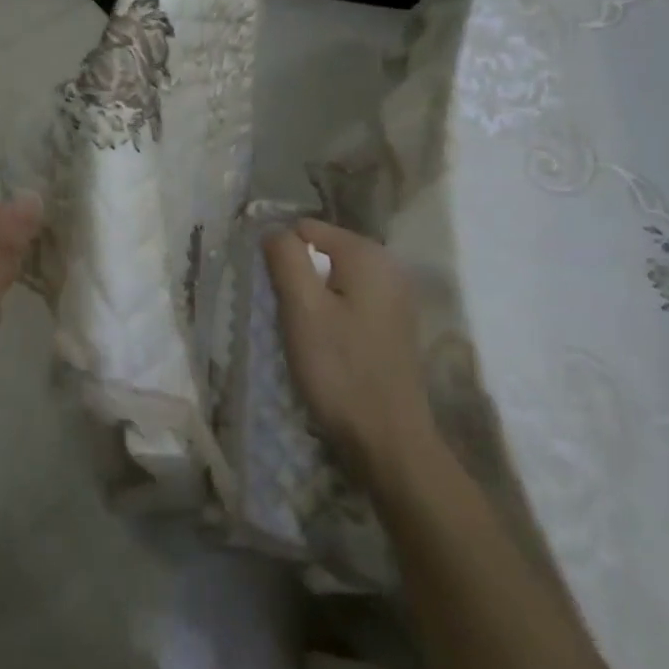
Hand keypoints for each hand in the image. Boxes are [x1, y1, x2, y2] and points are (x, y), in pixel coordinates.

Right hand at [263, 219, 436, 468]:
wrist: (387, 439)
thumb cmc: (340, 369)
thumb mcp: (301, 308)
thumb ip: (285, 258)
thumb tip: (273, 228)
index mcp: (368, 255)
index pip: (307, 228)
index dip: (282, 254)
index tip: (272, 291)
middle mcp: (389, 266)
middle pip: (323, 251)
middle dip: (298, 276)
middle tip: (287, 315)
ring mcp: (396, 297)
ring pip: (334, 278)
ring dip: (312, 298)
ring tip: (302, 331)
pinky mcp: (394, 324)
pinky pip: (351, 301)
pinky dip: (332, 314)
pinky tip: (325, 344)